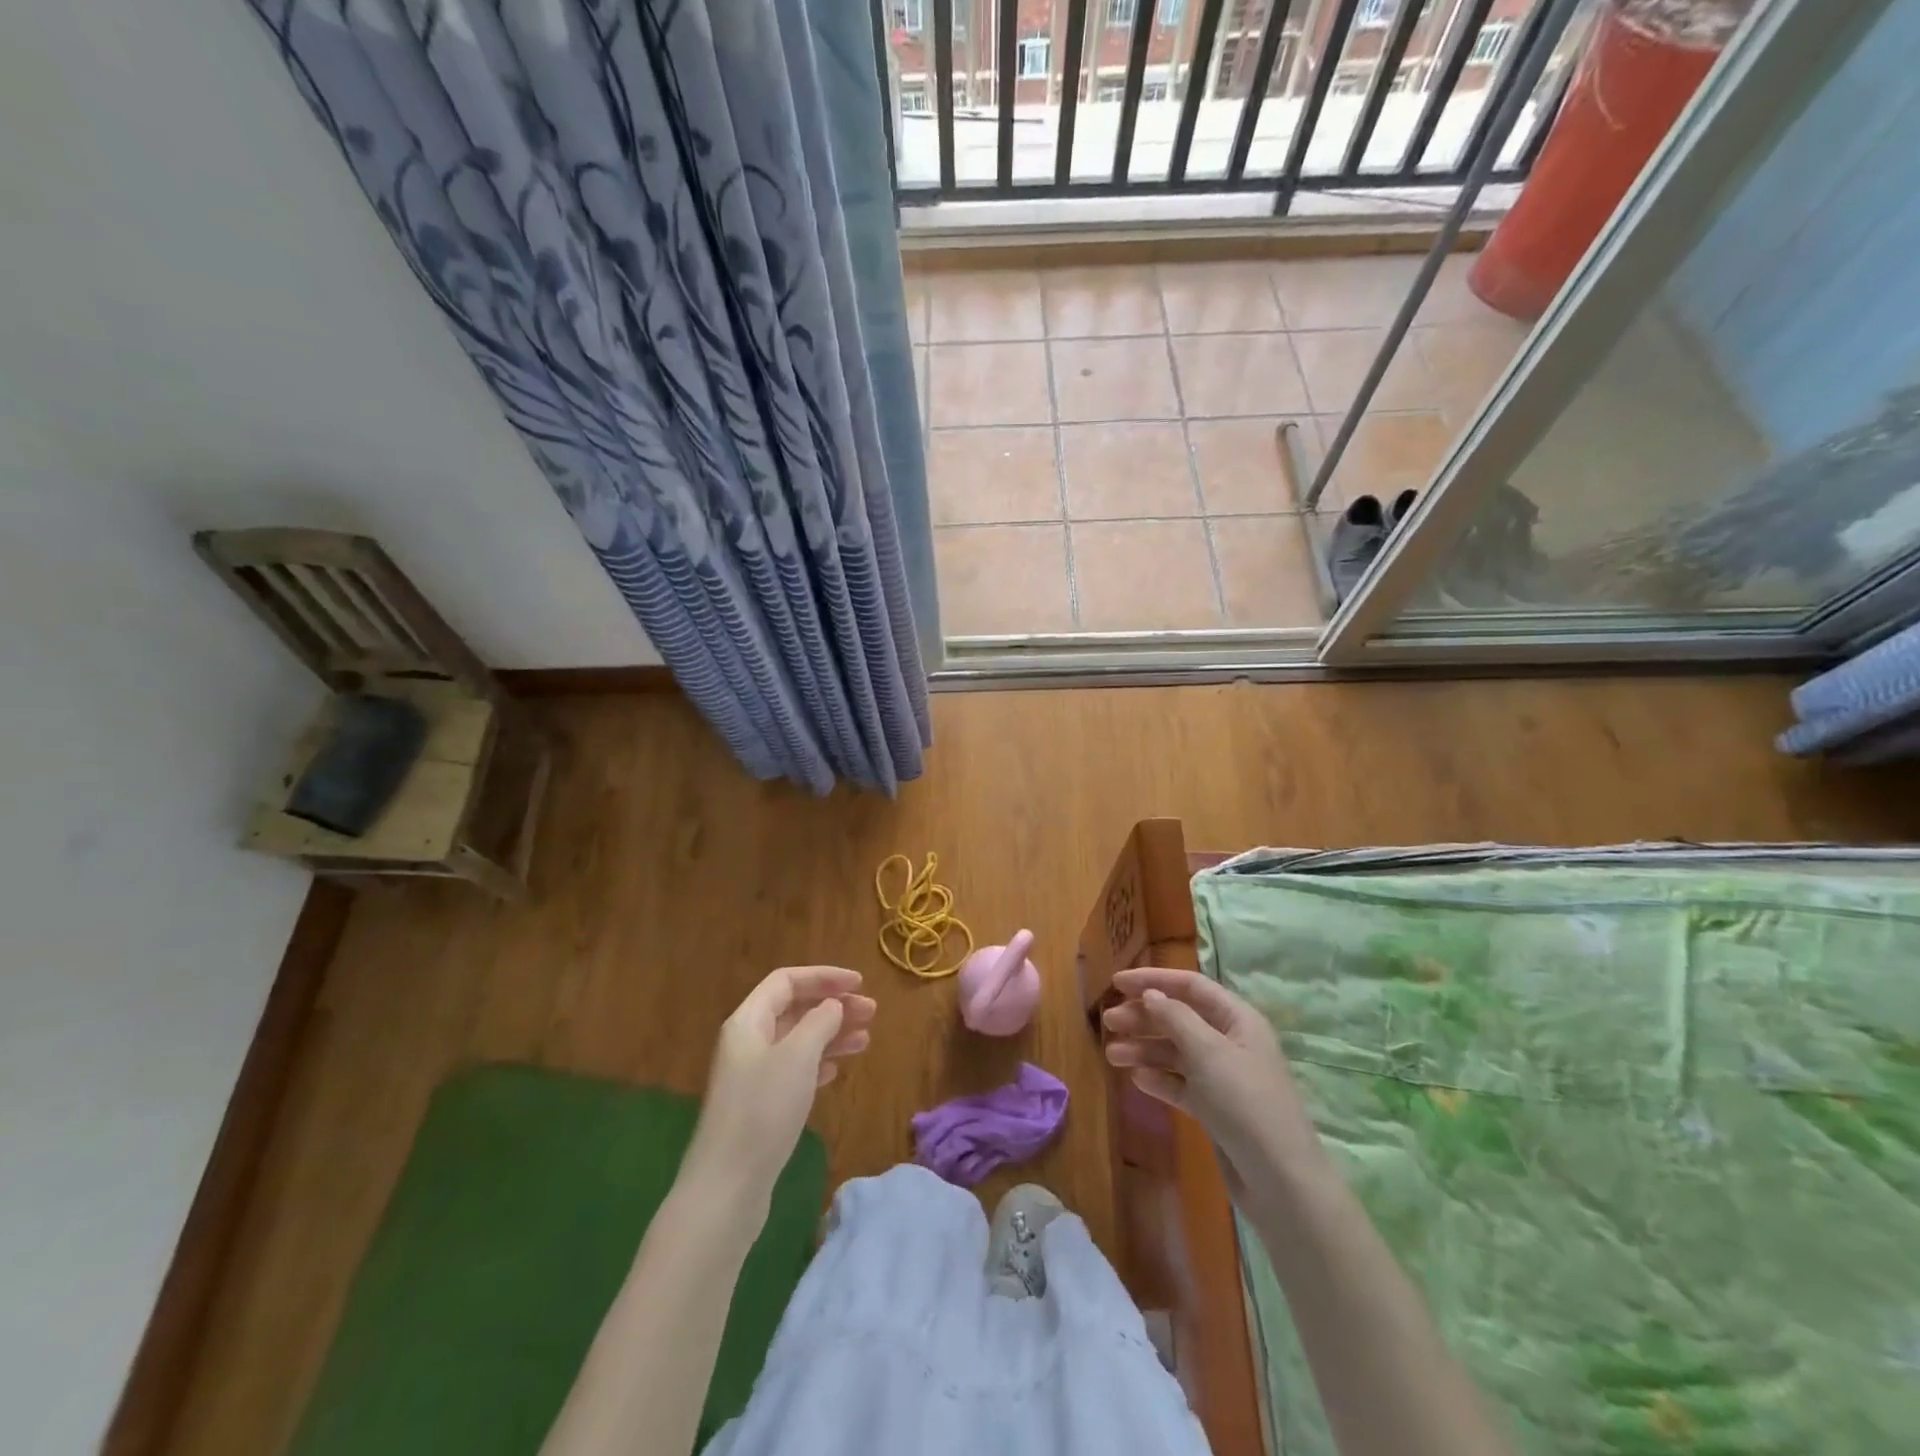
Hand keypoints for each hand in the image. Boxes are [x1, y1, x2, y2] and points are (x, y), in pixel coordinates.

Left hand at [686, 966, 875, 1206]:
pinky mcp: (759, 1106)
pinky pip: (794, 1069)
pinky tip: (836, 1070)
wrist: (727, 1188)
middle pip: (794, 1009)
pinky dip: (818, 1063)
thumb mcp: (797, 1056)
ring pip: (797, 1040)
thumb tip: (832, 1006)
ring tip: (865, 1040)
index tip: (859, 983)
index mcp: (748, 1021)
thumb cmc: (763, 1110)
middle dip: (833, 1006)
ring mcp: (752, 1075)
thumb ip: (819, 1022)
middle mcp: (747, 1042)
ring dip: (831, 1035)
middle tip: (872, 1013)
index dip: (824, 977)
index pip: (787, 981)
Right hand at [1101, 967, 1325, 1209]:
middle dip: (1143, 1017)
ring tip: (1111, 1055)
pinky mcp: (1215, 1108)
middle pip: (1180, 1018)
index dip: (1153, 980)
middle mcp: (1230, 1042)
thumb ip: (1175, 1018)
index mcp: (1237, 1019)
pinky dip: (1159, 1078)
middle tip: (1108, 1022)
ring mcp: (1223, 1077)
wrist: (1279, 1181)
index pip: (1191, 986)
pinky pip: (1181, 1083)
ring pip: (1176, 1052)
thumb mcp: (1208, 1052)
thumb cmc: (1245, 1102)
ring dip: (1144, 1049)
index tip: (1116, 982)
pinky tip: (1136, 1079)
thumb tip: (1151, 994)